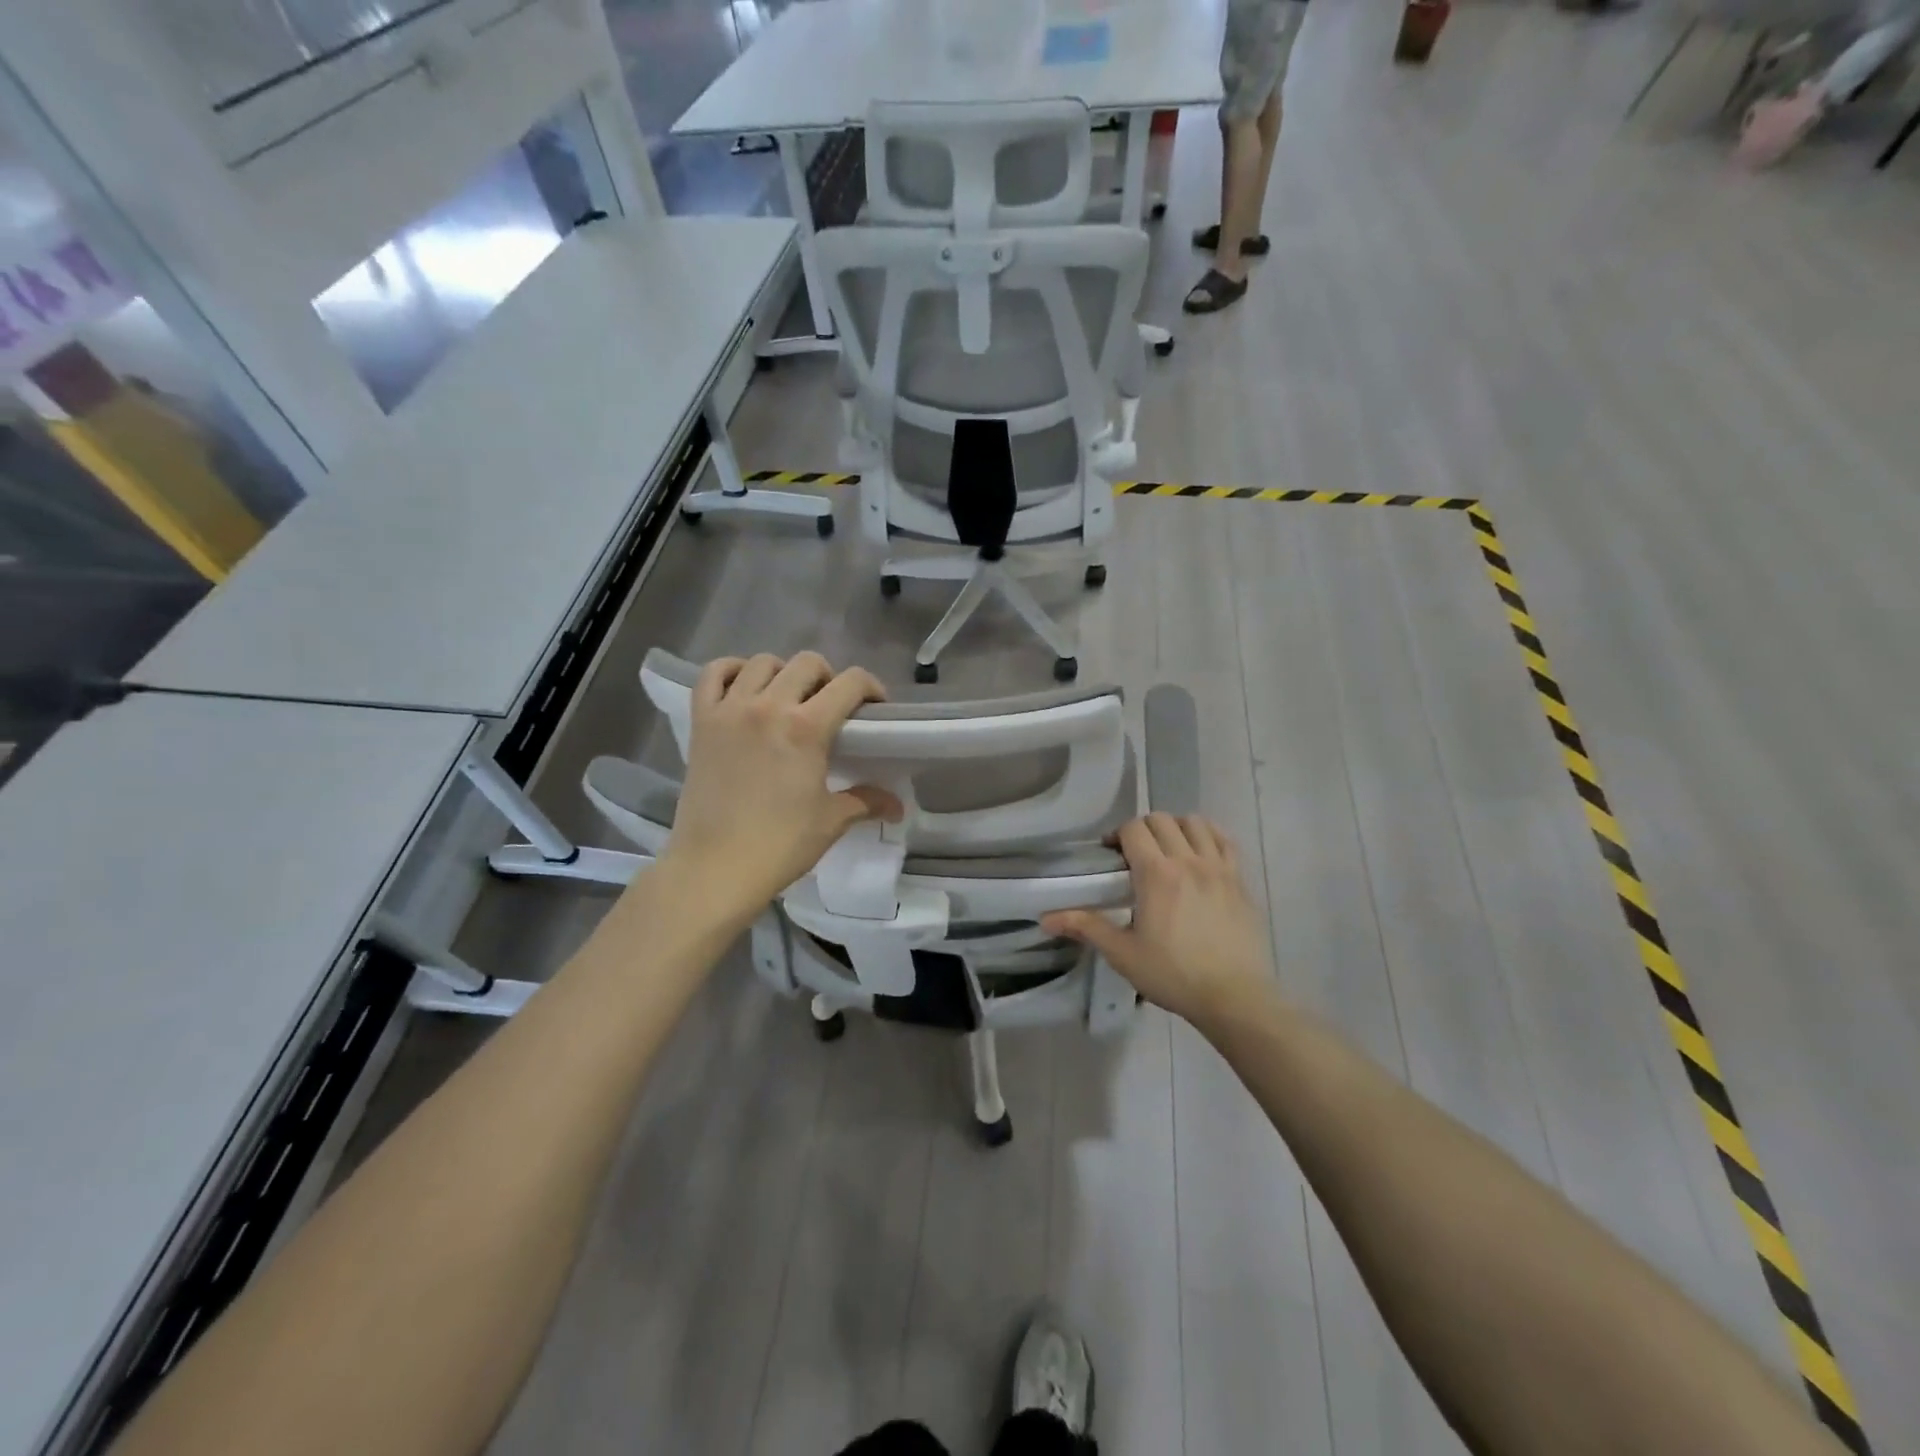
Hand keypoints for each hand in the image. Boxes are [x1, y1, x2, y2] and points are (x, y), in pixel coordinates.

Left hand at [658, 653, 900, 922]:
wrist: (715, 869)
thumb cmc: (779, 845)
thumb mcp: (831, 821)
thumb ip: (866, 801)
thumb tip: (897, 805)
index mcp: (806, 728)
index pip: (850, 683)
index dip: (871, 688)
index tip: (875, 707)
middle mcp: (768, 706)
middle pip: (807, 663)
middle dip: (828, 678)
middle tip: (831, 706)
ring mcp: (729, 710)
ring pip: (761, 662)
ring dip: (783, 672)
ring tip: (788, 698)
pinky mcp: (701, 721)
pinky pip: (713, 674)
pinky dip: (731, 671)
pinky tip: (745, 688)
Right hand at [1044, 813, 1276, 1030]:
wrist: (1234, 997)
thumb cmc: (1173, 975)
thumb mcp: (1123, 953)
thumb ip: (1086, 927)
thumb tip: (1046, 918)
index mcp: (1156, 874)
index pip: (1133, 828)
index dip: (1118, 835)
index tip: (1111, 856)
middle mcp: (1188, 860)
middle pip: (1162, 820)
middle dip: (1143, 829)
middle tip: (1135, 855)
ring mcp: (1219, 867)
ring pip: (1195, 823)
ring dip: (1176, 828)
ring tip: (1168, 851)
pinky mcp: (1240, 880)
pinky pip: (1225, 840)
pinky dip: (1209, 836)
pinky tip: (1200, 853)